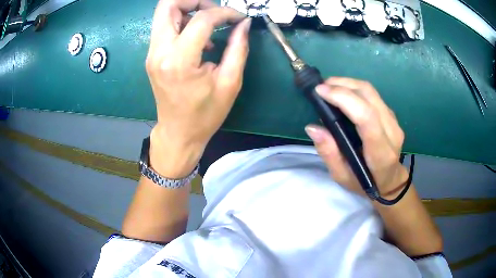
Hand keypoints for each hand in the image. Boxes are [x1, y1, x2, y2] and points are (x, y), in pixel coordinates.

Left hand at [145, 0, 250, 176]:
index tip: (238, 18)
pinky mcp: (152, 56)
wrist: (178, 133)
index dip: (224, 13)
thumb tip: (243, 23)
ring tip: (208, 22)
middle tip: (215, 10)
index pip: (201, 19)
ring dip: (188, 9)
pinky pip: (164, 26)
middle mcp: (159, 52)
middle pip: (168, 5)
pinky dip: (182, 21)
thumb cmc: (205, 114)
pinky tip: (197, 37)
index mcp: (179, 61)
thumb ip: (238, 48)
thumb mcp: (230, 83)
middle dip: (194, 0)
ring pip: (164, 13)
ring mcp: (152, 53)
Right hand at [305, 77, 408, 198]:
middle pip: (369, 96)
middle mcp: (392, 132)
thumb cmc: (364, 183)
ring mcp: (394, 121)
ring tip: (329, 87)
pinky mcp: (391, 115)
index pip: (366, 117)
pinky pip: (373, 95)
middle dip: (342, 85)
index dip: (344, 98)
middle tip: (321, 87)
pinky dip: (355, 89)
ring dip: (348, 83)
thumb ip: (329, 153)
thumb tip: (313, 127)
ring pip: (371, 91)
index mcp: (381, 153)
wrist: (389, 180)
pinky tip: (343, 93)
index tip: (320, 92)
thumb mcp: (342, 176)